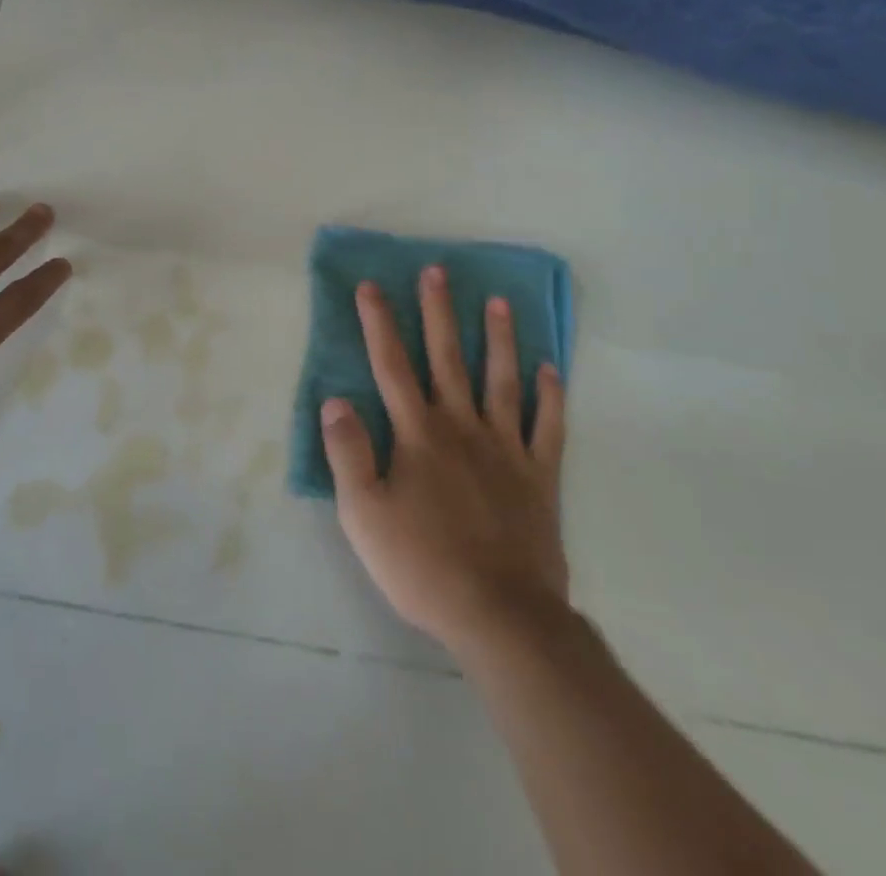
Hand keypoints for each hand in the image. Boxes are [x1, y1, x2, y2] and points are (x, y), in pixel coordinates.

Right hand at [322, 266, 568, 657]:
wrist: (500, 615)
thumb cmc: (422, 563)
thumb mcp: (364, 514)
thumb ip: (348, 453)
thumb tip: (334, 400)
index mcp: (417, 434)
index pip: (391, 365)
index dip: (379, 323)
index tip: (371, 286)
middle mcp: (461, 427)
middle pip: (447, 358)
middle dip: (438, 312)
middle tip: (437, 271)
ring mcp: (506, 448)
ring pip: (501, 380)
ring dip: (499, 338)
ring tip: (499, 301)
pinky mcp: (539, 476)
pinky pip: (547, 427)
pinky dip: (550, 396)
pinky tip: (550, 369)